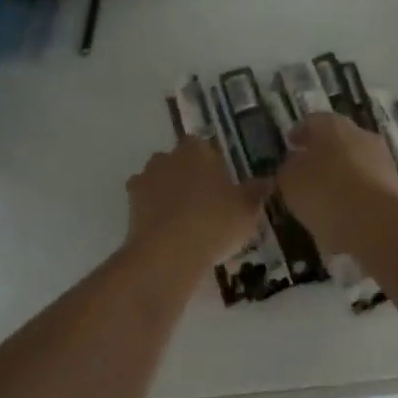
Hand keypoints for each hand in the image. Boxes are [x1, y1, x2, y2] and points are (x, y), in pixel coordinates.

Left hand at [125, 138, 271, 270]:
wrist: (169, 252)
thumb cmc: (215, 221)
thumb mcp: (247, 208)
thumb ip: (256, 192)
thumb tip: (266, 182)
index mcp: (197, 150)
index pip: (203, 145)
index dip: (211, 163)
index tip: (221, 182)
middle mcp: (167, 157)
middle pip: (179, 161)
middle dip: (189, 176)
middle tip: (206, 202)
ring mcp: (145, 179)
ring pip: (160, 180)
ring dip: (169, 192)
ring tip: (186, 219)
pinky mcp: (130, 205)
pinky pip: (146, 203)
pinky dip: (154, 212)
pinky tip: (167, 230)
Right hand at [276, 112, 397, 253]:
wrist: (376, 223)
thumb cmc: (324, 192)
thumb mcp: (290, 181)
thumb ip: (288, 169)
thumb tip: (295, 166)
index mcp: (333, 125)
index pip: (312, 121)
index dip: (299, 133)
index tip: (290, 145)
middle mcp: (361, 136)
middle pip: (337, 141)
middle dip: (321, 155)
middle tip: (305, 171)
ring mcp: (382, 161)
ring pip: (354, 164)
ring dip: (339, 177)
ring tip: (321, 199)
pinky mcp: (394, 187)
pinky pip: (366, 187)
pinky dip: (353, 197)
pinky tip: (340, 216)